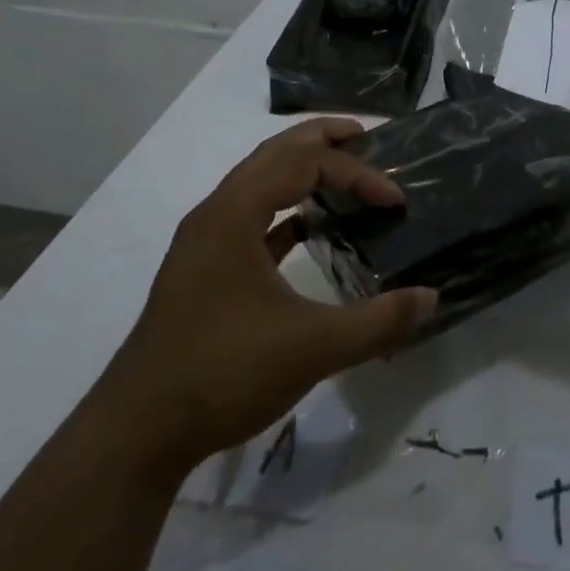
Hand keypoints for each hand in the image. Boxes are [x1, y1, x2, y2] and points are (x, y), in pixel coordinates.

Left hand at [106, 118, 435, 472]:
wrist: (137, 434)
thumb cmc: (223, 374)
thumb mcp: (312, 348)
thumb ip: (378, 321)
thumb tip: (432, 298)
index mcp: (234, 213)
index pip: (305, 165)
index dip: (357, 175)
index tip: (396, 202)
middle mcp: (215, 214)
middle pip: (274, 154)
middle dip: (322, 140)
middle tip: (367, 136)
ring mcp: (205, 243)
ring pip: (258, 184)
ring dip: (301, 171)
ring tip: (344, 174)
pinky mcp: (204, 271)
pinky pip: (251, 218)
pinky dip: (285, 211)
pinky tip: (311, 228)